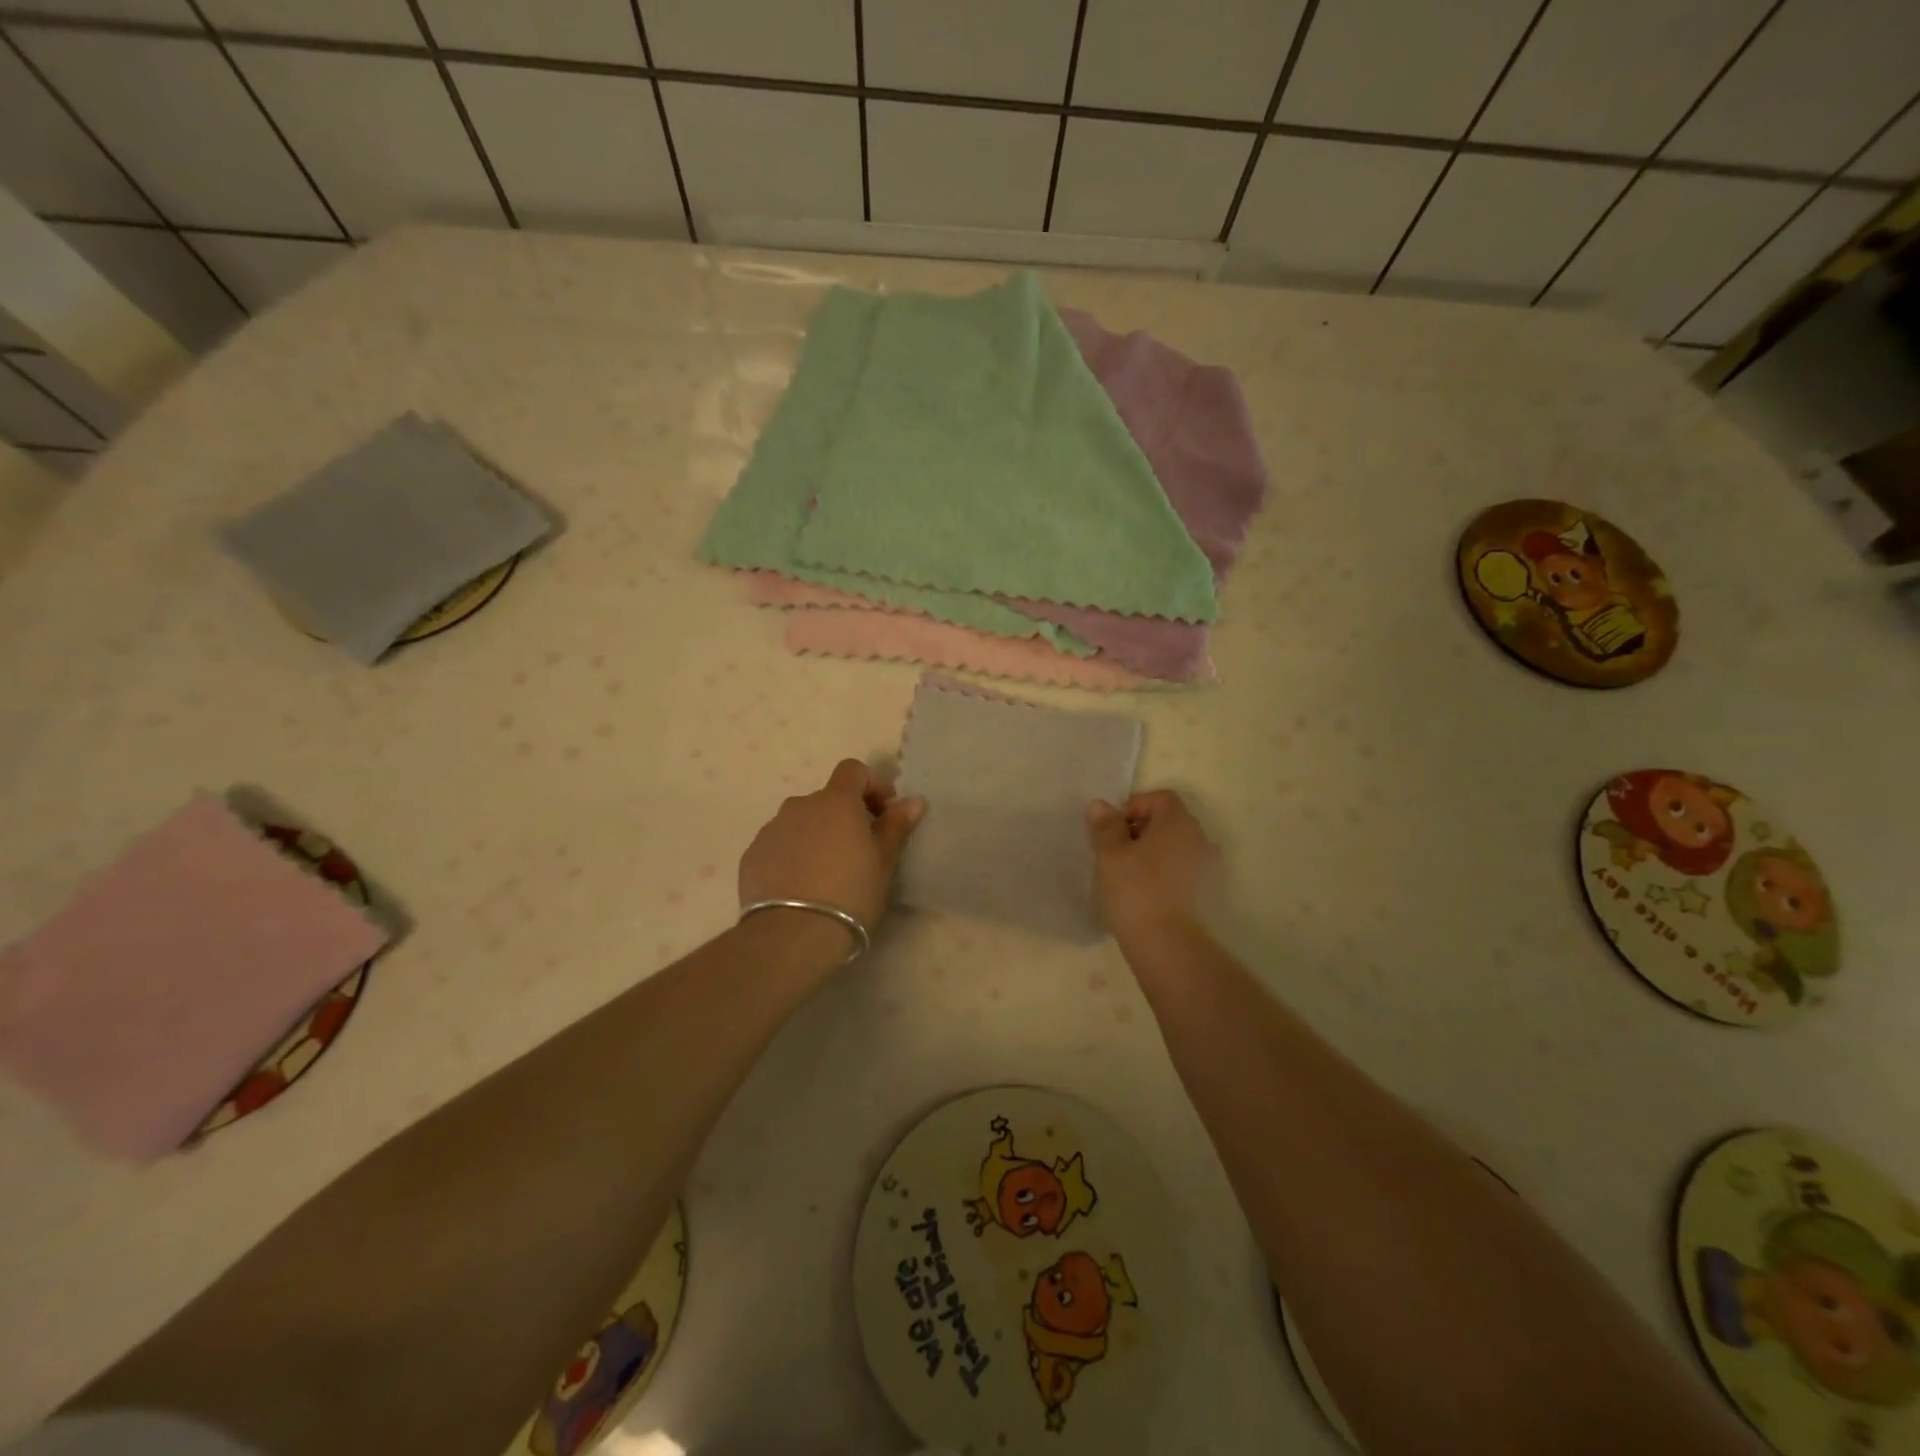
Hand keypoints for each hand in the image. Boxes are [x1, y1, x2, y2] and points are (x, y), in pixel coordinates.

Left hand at [739, 759, 924, 938]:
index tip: (884, 812)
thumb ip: (896, 826)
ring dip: (817, 836)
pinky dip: (793, 856)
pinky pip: (779, 845)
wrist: (792, 936)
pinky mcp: (752, 856)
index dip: (871, 784)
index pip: (853, 770)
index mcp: (835, 802)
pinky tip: (801, 887)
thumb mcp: (883, 862)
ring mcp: (771, 830)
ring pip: (801, 823)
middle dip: (845, 817)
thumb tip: (913, 801)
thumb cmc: (850, 894)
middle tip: (860, 851)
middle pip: (826, 799)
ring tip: (828, 874)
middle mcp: (799, 806)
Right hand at [1086, 790, 1217, 944]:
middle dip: (1140, 830)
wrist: (1166, 944)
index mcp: (1179, 822)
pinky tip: (1141, 892)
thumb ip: (1106, 826)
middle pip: (1168, 821)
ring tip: (1125, 873)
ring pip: (1174, 847)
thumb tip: (1100, 806)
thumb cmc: (1136, 889)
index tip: (1112, 829)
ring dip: (1151, 853)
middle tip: (1114, 850)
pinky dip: (1161, 873)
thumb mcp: (1110, 854)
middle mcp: (1199, 838)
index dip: (1134, 806)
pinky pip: (1180, 870)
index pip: (1160, 798)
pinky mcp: (1204, 893)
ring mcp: (1206, 867)